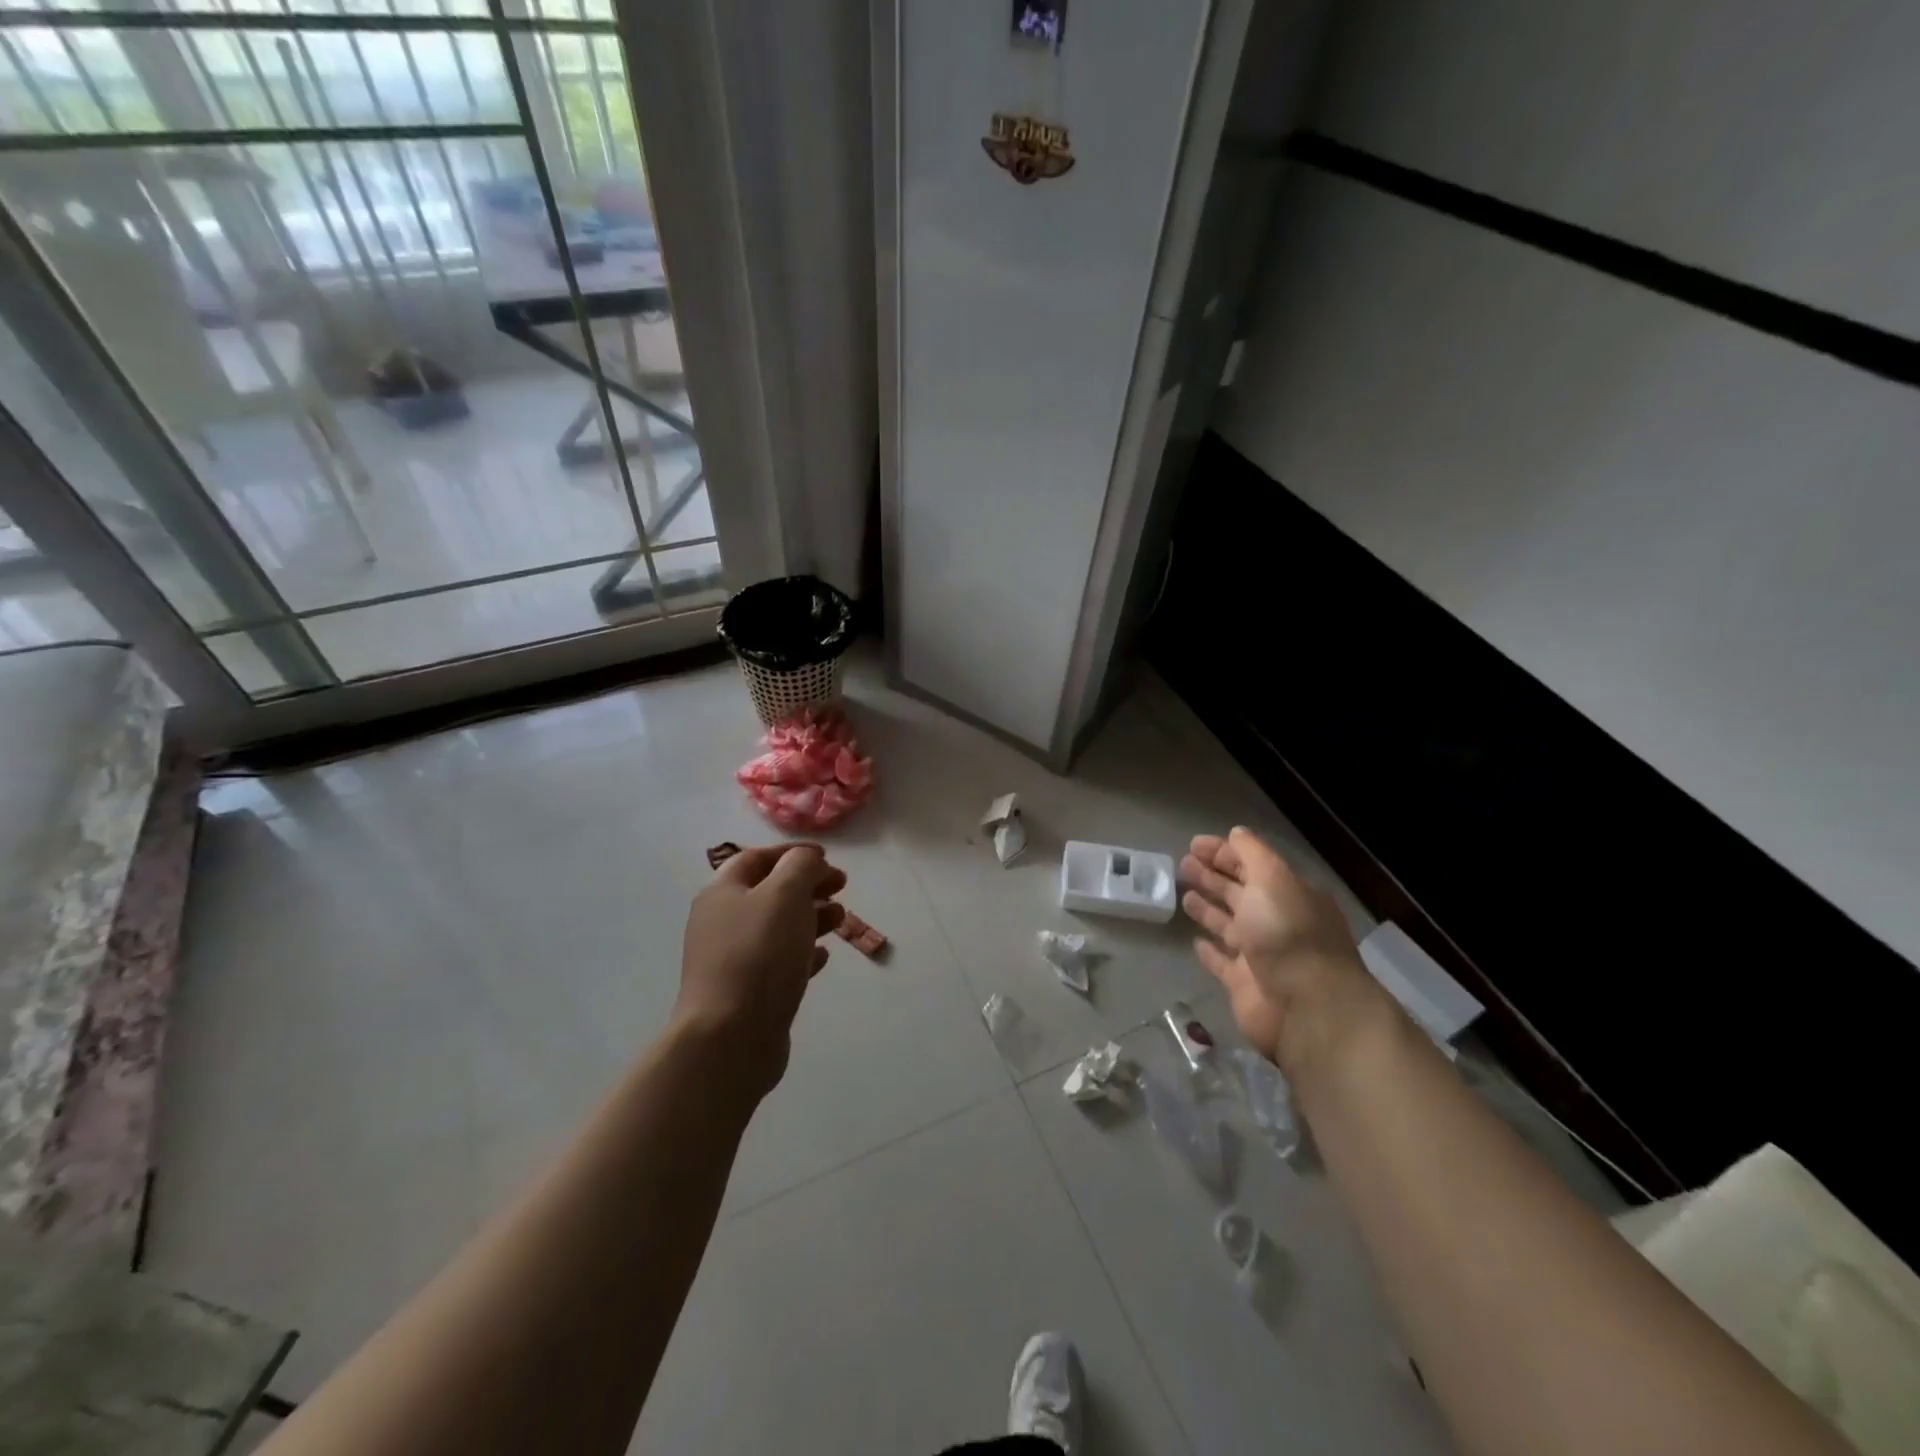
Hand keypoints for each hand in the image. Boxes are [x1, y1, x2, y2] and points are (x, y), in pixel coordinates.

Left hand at [676, 843, 846, 1098]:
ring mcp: (733, 961)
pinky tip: (823, 957)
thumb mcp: (785, 894)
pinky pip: (779, 963)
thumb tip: (808, 860)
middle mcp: (722, 923)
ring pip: (777, 928)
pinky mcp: (748, 993)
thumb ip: (801, 866)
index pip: (756, 858)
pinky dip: (802, 953)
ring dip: (810, 918)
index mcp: (723, 893)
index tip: (827, 857)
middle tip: (842, 886)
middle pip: (769, 892)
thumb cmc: (759, 954)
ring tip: (841, 920)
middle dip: (807, 885)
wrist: (730, 1038)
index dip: (791, 853)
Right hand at [1181, 828, 1386, 1074]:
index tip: (1194, 844)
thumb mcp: (1273, 880)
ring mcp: (1261, 955)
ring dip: (1208, 908)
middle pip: (1240, 893)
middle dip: (1213, 876)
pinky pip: (1224, 963)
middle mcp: (1277, 922)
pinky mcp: (1245, 985)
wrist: (1307, 1009)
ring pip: (1229, 925)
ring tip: (1184, 894)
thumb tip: (1236, 834)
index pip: (1253, 865)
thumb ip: (1252, 855)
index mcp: (1289, 895)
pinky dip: (1211, 951)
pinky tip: (1196, 941)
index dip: (1225, 852)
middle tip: (1183, 864)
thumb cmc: (1288, 935)